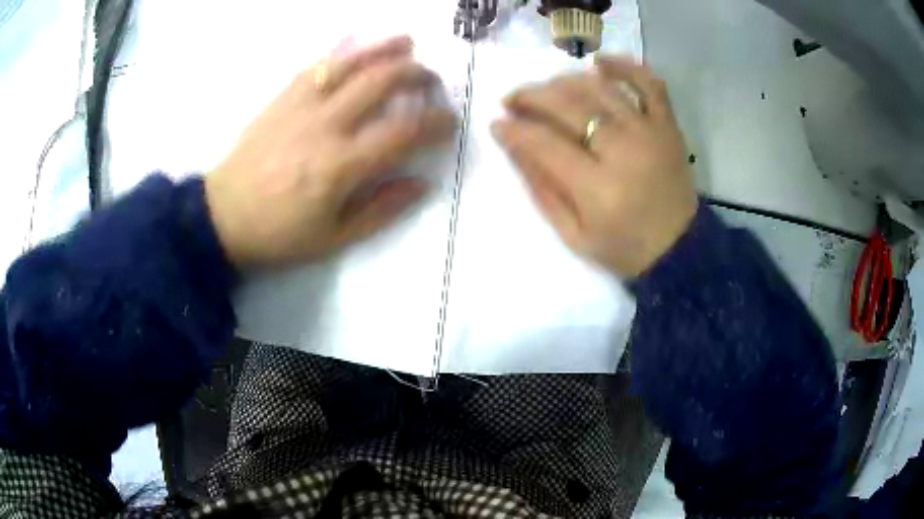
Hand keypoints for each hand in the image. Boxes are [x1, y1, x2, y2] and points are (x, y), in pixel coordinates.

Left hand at [205, 36, 455, 269]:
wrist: (222, 217)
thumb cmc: (279, 234)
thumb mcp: (334, 238)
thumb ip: (381, 210)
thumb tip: (422, 183)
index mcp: (340, 165)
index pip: (403, 132)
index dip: (436, 122)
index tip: (450, 121)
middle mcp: (325, 125)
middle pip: (381, 82)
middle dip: (416, 74)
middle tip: (432, 80)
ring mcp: (300, 106)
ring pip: (349, 63)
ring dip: (384, 49)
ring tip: (407, 43)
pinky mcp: (281, 98)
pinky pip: (317, 66)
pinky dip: (343, 52)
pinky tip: (357, 48)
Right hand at [491, 55, 696, 276]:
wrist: (680, 249)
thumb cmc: (624, 248)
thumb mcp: (574, 235)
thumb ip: (542, 190)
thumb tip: (514, 145)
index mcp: (598, 189)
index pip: (545, 143)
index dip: (515, 130)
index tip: (498, 123)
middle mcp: (623, 151)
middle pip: (568, 106)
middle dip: (531, 97)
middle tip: (512, 100)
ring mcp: (649, 132)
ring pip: (599, 87)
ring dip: (564, 80)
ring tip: (546, 88)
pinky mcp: (668, 125)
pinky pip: (648, 83)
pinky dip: (624, 66)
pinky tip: (598, 62)